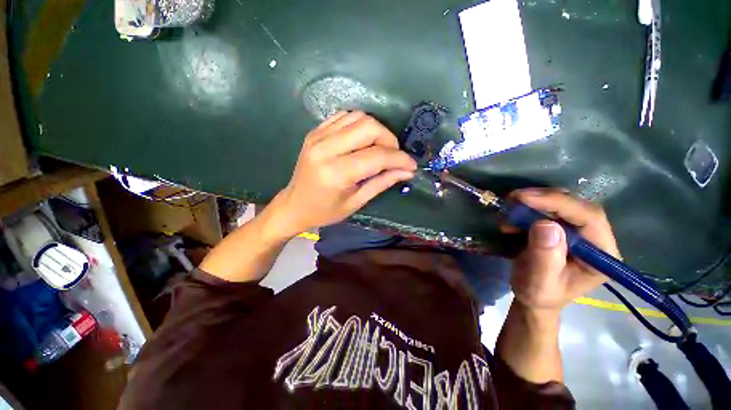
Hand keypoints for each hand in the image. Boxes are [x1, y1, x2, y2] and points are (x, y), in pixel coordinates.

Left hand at [271, 111, 416, 235]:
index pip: (376, 156)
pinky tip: (362, 140)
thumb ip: (382, 183)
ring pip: (358, 117)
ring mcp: (318, 136)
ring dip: (376, 131)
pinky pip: (344, 117)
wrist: (294, 204)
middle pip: (369, 127)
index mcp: (336, 173)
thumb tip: (406, 171)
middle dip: (389, 140)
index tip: (411, 165)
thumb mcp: (356, 202)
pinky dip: (359, 125)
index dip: (399, 159)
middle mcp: (325, 149)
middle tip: (393, 156)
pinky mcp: (315, 132)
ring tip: (379, 148)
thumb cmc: (325, 211)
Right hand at [507, 189, 620, 312]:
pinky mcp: (564, 226)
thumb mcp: (539, 283)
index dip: (559, 203)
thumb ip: (545, 257)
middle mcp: (596, 238)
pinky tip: (513, 216)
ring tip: (509, 209)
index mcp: (601, 255)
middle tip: (513, 199)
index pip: (589, 218)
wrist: (533, 296)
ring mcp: (581, 231)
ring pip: (562, 203)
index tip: (524, 198)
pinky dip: (529, 207)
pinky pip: (549, 208)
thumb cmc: (538, 294)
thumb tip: (546, 225)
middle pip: (577, 206)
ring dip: (534, 202)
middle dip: (544, 199)